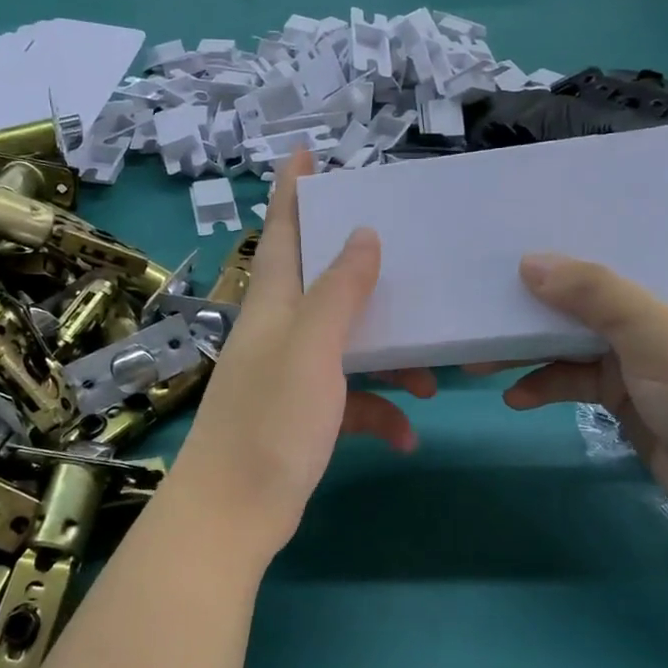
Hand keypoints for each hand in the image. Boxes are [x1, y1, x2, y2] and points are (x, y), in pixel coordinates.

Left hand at [170, 153, 434, 552]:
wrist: (234, 514)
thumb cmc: (271, 423)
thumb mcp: (312, 348)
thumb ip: (338, 291)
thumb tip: (364, 233)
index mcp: (273, 306)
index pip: (281, 232)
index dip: (291, 191)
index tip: (304, 153)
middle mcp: (279, 333)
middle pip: (321, 283)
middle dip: (359, 267)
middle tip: (402, 252)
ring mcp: (290, 376)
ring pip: (347, 345)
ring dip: (389, 357)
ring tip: (433, 375)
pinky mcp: (302, 418)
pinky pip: (351, 402)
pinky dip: (380, 413)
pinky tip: (409, 434)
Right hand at [482, 255, 667, 529]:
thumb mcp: (655, 332)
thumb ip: (594, 293)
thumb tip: (528, 262)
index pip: (628, 249)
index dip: (579, 238)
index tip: (527, 228)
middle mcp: (661, 315)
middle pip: (590, 297)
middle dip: (539, 302)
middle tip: (487, 297)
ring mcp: (640, 357)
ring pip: (574, 341)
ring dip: (531, 350)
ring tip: (481, 358)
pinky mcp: (623, 395)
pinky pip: (575, 380)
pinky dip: (546, 386)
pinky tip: (515, 396)